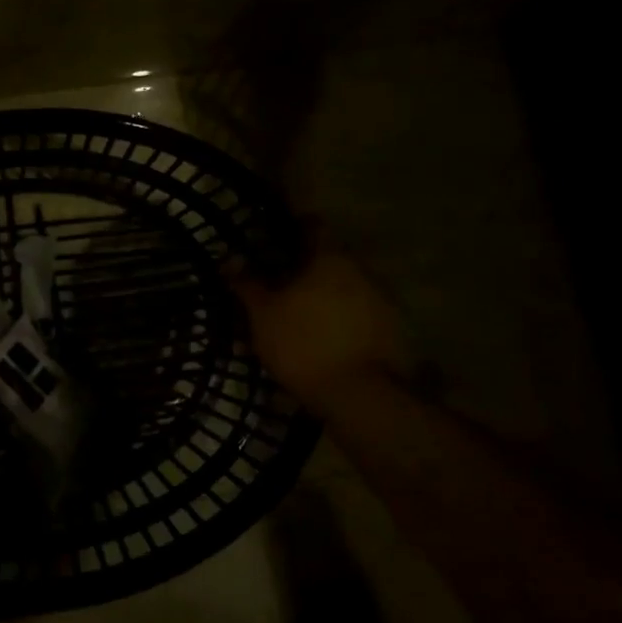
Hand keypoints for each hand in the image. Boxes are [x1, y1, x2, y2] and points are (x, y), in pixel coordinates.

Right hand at [229, 233, 408, 416]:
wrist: (362, 397)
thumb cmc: (304, 343)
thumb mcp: (262, 313)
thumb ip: (247, 283)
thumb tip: (230, 258)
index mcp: (329, 256)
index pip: (312, 224)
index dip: (291, 226)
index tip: (273, 236)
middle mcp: (361, 270)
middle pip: (328, 258)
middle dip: (305, 268)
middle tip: (279, 284)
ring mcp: (381, 301)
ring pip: (345, 287)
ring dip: (323, 296)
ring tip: (298, 317)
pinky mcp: (392, 332)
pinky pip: (358, 314)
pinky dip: (340, 320)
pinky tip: (322, 340)